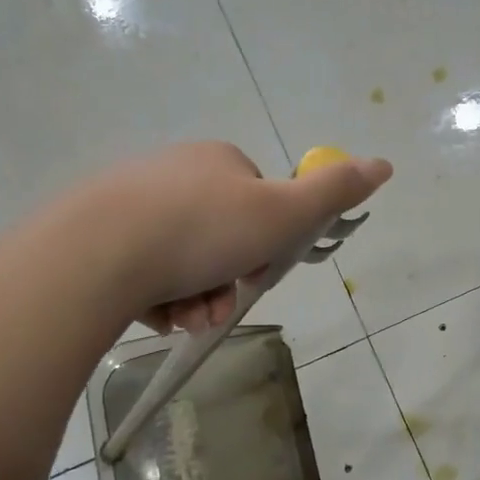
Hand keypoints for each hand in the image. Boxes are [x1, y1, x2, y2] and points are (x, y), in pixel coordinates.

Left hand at [79, 141, 391, 332]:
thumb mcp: (282, 213)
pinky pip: (143, 271)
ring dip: (197, 297)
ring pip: (183, 260)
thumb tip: (385, 164)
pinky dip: (158, 298)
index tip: (259, 271)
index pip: (259, 203)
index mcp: (217, 161)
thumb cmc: (202, 230)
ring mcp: (129, 201)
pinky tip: (155, 314)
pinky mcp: (94, 233)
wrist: (96, 253)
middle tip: (219, 307)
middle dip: (228, 279)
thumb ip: (334, 192)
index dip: (267, 243)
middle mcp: (173, 173)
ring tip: (186, 317)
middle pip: (221, 236)